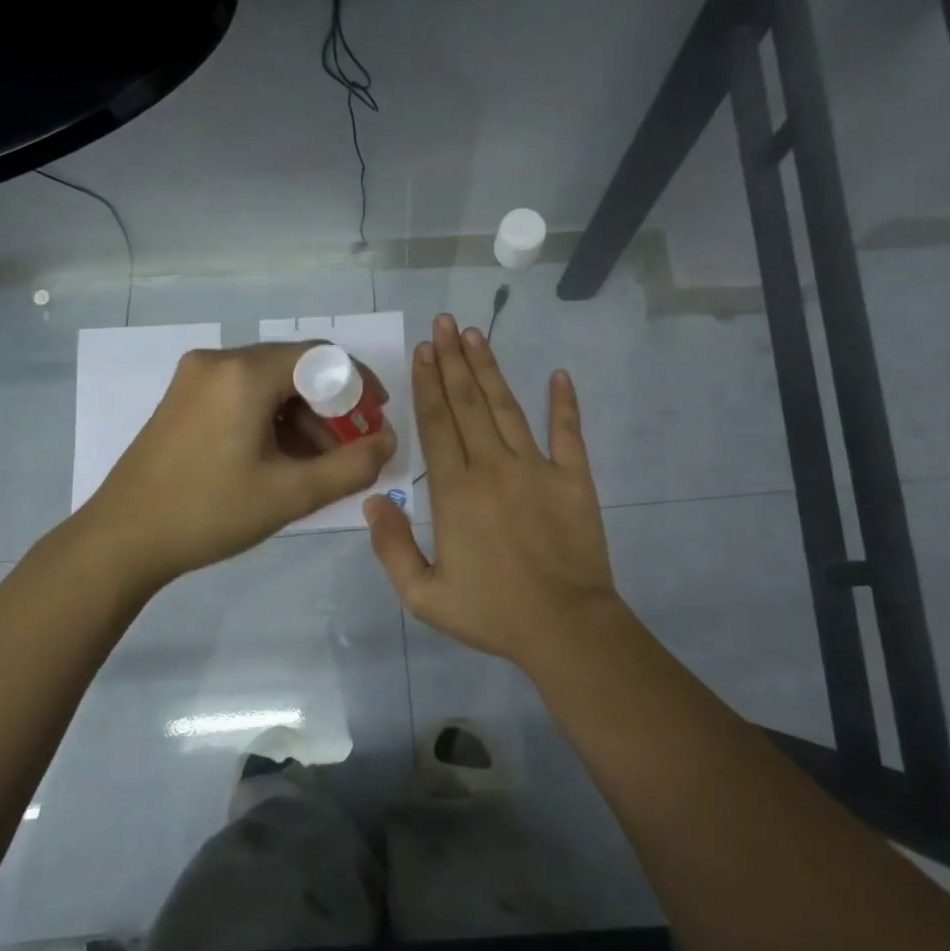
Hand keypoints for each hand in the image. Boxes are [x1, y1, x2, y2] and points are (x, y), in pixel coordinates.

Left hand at [78, 342, 395, 587]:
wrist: (122, 538)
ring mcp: (195, 377)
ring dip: (301, 416)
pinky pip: (243, 393)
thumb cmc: (210, 512)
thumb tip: (388, 442)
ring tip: (316, 464)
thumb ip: (351, 466)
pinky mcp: (183, 397)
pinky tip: (279, 458)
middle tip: (350, 448)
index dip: (358, 383)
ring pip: (269, 382)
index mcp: (245, 373)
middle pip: (295, 368)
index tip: (377, 417)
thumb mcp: (291, 494)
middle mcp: (219, 361)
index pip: (322, 357)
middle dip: (330, 406)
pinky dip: (271, 418)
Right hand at [365, 313, 623, 667]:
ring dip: (490, 370)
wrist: (564, 627)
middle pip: (468, 404)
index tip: (424, 350)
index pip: (437, 424)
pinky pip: (568, 432)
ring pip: (507, 408)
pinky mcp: (574, 478)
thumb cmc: (491, 612)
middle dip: (453, 361)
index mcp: (455, 491)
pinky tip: (559, 376)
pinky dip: (564, 403)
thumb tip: (375, 500)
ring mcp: (537, 468)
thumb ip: (392, 547)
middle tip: (445, 323)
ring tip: (477, 335)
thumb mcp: (423, 595)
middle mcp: (493, 467)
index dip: (429, 383)